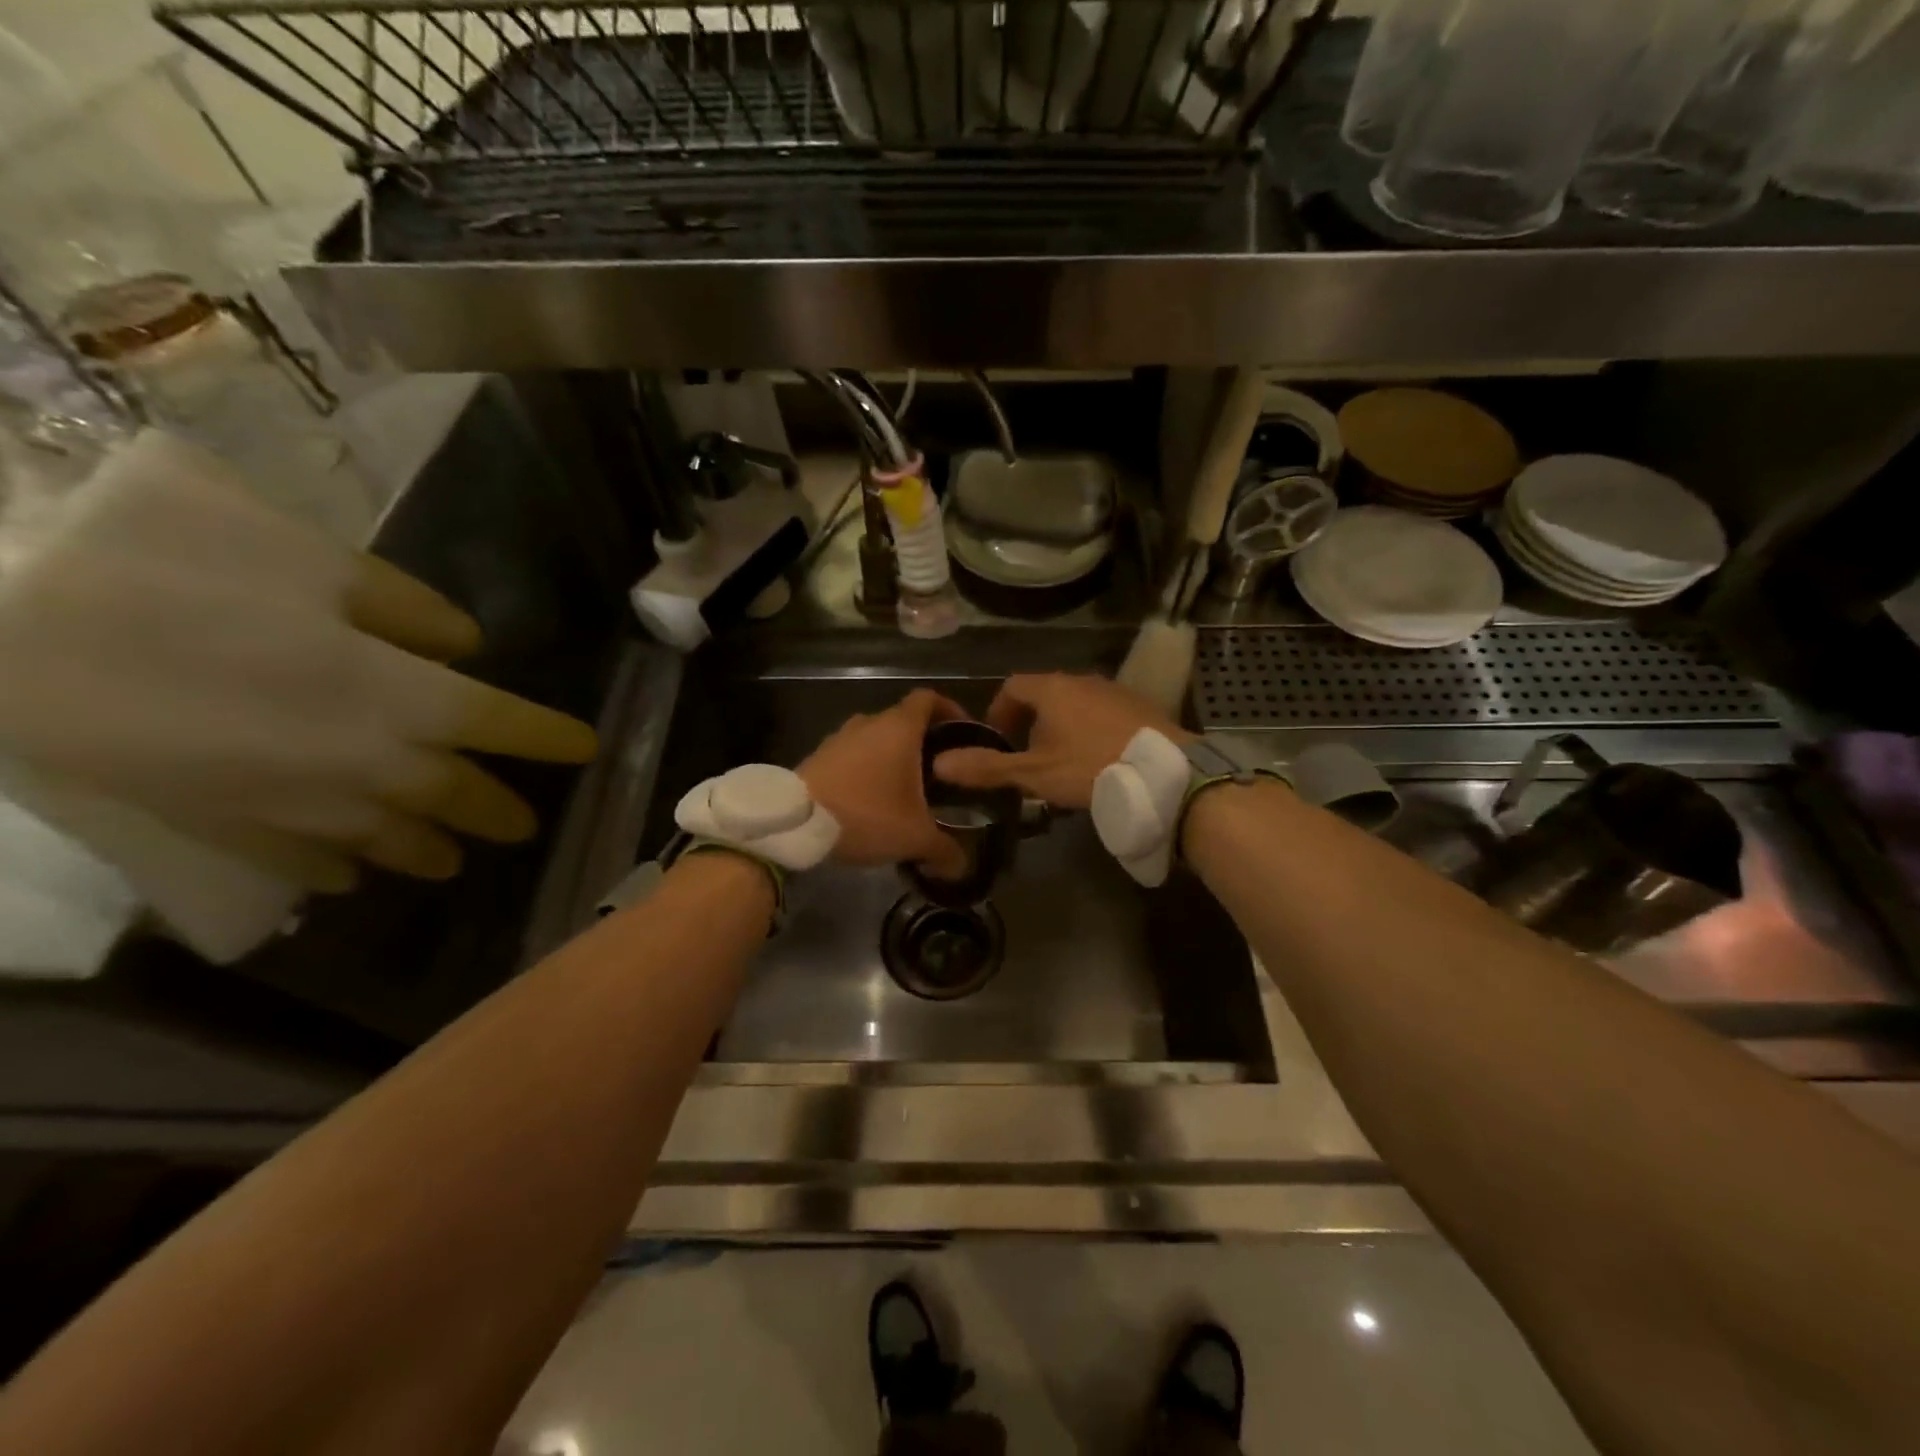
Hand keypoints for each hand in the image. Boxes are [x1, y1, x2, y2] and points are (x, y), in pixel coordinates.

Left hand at [798, 689, 967, 877]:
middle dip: (923, 743)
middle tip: (939, 772)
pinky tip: (871, 800)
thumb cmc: (865, 814)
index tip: (962, 732)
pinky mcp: (818, 756)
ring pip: (876, 739)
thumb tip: (961, 866)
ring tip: (905, 790)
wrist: (794, 823)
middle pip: (903, 720)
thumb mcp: (914, 837)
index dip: (949, 710)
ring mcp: (839, 737)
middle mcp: (869, 722)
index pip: (929, 698)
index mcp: (899, 727)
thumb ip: (944, 849)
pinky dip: (866, 770)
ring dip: (892, 757)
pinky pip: (853, 755)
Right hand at [931, 673, 1188, 809]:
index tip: (997, 740)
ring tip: (1060, 761)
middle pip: (1044, 693)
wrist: (1164, 772)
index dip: (998, 711)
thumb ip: (987, 768)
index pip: (1012, 686)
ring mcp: (1114, 691)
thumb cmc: (1090, 767)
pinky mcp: (1140, 706)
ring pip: (1074, 703)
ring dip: (1060, 726)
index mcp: (1051, 689)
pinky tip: (1097, 759)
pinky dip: (1089, 729)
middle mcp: (1082, 680)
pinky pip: (1102, 712)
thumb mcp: (1034, 773)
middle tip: (1025, 756)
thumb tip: (939, 764)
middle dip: (1029, 722)